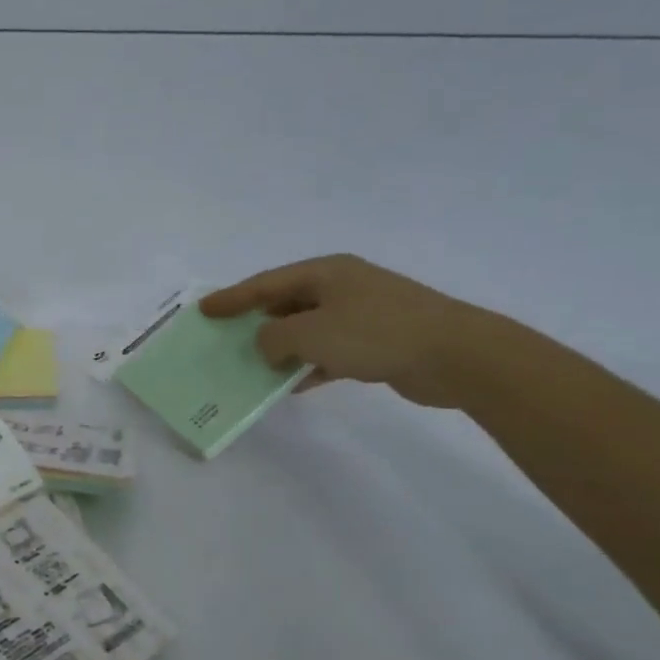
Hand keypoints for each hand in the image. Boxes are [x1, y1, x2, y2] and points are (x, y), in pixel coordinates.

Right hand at [201, 254, 490, 408]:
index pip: (266, 283)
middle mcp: (342, 288)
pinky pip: (329, 352)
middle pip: (286, 303)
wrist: (455, 354)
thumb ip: (274, 338)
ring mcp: (362, 314)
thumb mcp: (311, 334)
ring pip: (307, 330)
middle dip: (256, 323)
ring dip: (282, 349)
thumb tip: (266, 345)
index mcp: (325, 273)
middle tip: (226, 338)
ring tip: (253, 367)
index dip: (232, 297)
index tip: (205, 310)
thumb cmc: (375, 333)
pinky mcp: (376, 342)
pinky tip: (293, 386)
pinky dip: (310, 366)